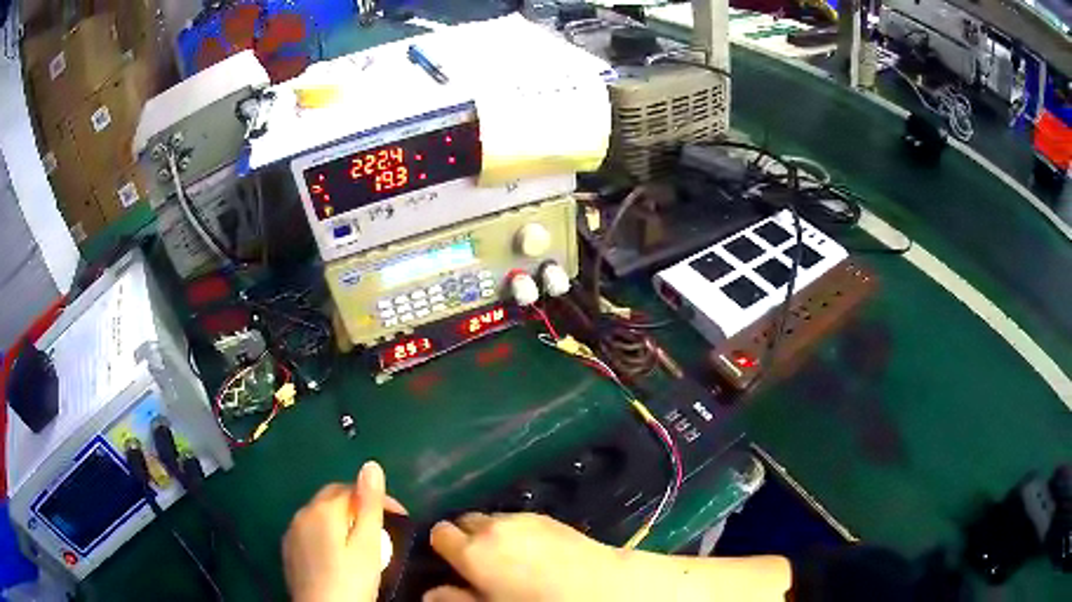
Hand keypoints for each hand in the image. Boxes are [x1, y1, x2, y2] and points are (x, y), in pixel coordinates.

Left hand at [283, 461, 405, 601]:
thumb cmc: (351, 581)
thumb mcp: (368, 545)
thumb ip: (368, 505)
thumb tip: (371, 465)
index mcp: (322, 509)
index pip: (352, 489)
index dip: (379, 498)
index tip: (401, 517)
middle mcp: (302, 513)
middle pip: (332, 497)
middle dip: (358, 505)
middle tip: (384, 528)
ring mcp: (292, 532)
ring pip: (319, 514)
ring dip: (342, 519)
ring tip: (364, 541)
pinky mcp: (289, 550)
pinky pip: (309, 530)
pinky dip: (326, 533)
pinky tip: (338, 553)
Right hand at [424, 512, 625, 601]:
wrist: (598, 586)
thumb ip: (454, 599)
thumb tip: (429, 592)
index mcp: (472, 550)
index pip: (439, 533)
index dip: (442, 546)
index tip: (450, 561)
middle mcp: (492, 526)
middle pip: (465, 521)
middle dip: (466, 537)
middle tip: (478, 562)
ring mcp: (522, 518)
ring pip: (492, 519)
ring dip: (491, 533)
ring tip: (507, 556)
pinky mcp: (548, 516)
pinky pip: (517, 519)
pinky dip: (515, 531)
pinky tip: (531, 550)